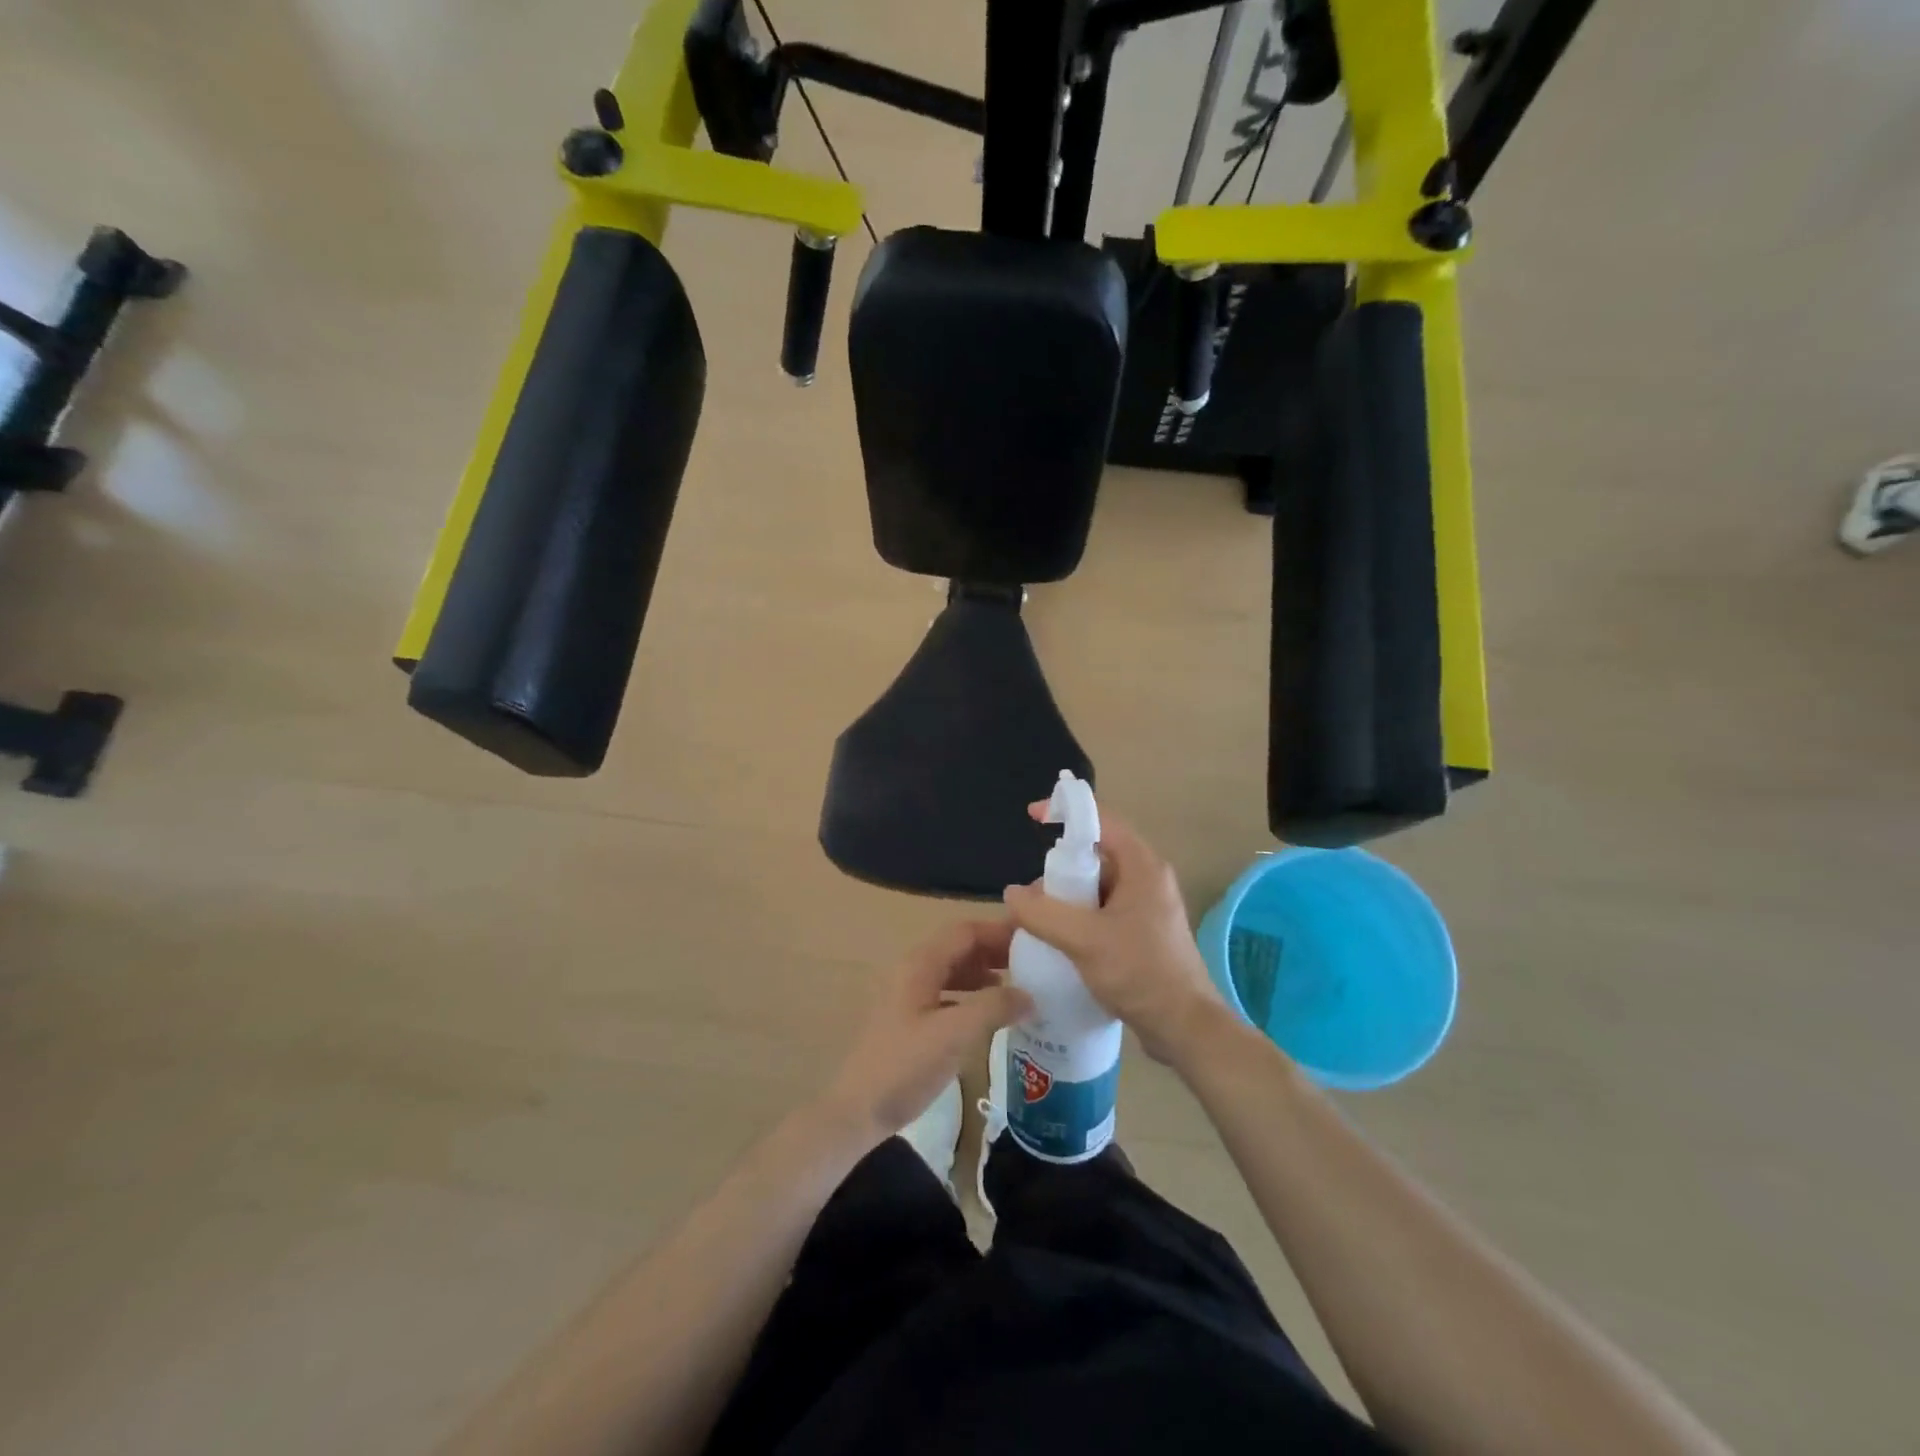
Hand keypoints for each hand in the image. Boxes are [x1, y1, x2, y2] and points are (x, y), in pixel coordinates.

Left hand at [818, 920, 1033, 1146]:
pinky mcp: (908, 1017)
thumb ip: (994, 1007)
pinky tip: (988, 1011)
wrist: (858, 1110)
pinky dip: (971, 993)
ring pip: (952, 969)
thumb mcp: (955, 1034)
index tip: (1033, 937)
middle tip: (1032, 961)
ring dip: (984, 971)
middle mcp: (912, 970)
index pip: (965, 931)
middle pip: (958, 946)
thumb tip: (1029, 995)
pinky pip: (946, 992)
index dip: (999, 931)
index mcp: (920, 964)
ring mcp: (908, 994)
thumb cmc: (905, 1066)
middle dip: (994, 950)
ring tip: (1017, 983)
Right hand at [1003, 806, 1224, 1067]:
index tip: (1033, 817)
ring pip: (1097, 888)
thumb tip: (1012, 893)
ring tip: (1040, 923)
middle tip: (1033, 895)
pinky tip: (1060, 942)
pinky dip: (1080, 919)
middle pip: (1096, 855)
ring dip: (1067, 899)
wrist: (1184, 1028)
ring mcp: (1147, 908)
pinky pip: (1103, 913)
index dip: (1067, 812)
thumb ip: (1043, 913)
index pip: (1101, 820)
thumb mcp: (1084, 940)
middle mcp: (1148, 879)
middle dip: (1060, 870)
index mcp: (1142, 866)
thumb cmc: (1140, 973)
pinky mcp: (1143, 934)